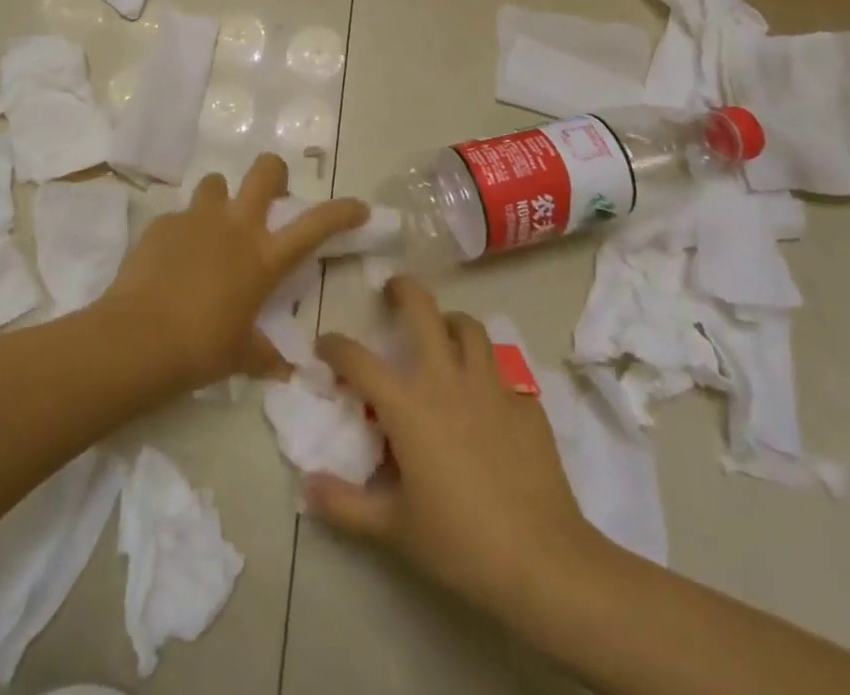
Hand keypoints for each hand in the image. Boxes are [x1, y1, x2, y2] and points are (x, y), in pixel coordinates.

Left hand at [101, 153, 366, 391]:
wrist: (139, 337)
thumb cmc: (202, 349)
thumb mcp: (242, 356)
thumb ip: (265, 355)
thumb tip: (283, 369)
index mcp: (264, 257)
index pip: (315, 224)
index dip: (342, 211)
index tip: (357, 207)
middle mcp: (236, 226)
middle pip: (265, 171)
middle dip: (274, 173)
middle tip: (270, 194)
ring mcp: (197, 219)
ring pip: (217, 183)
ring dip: (220, 200)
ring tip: (213, 228)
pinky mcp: (163, 223)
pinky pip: (180, 216)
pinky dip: (183, 232)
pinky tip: (173, 259)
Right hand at [306, 277, 606, 615]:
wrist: (543, 560)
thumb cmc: (460, 542)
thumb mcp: (394, 529)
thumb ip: (345, 505)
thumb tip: (306, 487)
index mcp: (407, 404)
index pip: (358, 359)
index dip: (335, 345)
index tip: (325, 344)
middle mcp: (446, 379)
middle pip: (422, 308)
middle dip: (403, 289)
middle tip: (392, 293)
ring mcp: (490, 385)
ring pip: (469, 327)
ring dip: (450, 323)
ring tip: (443, 334)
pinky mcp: (525, 402)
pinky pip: (504, 368)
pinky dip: (488, 369)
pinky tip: (486, 392)